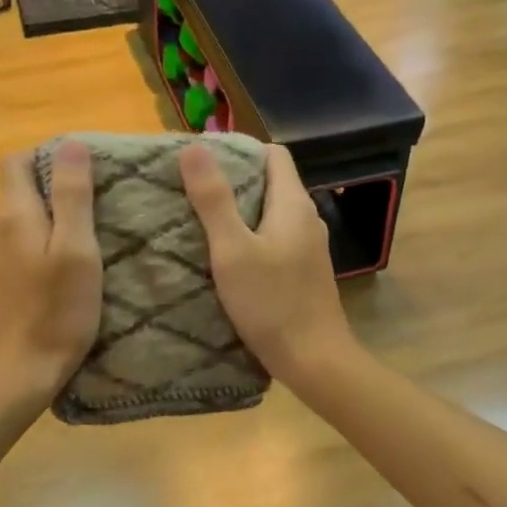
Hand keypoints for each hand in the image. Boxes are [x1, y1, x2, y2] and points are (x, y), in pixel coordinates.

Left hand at [0, 144, 102, 404]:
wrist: (13, 376)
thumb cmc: (54, 313)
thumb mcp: (77, 251)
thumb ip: (73, 196)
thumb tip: (71, 144)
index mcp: (13, 214)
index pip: (16, 161)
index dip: (47, 157)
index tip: (82, 172)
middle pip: (18, 193)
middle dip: (53, 192)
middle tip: (96, 211)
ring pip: (18, 225)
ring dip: (46, 226)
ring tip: (83, 246)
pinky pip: (14, 252)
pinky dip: (36, 252)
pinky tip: (59, 277)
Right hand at [178, 141, 354, 386]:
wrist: (314, 360)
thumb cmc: (272, 302)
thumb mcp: (233, 249)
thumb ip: (214, 199)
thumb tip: (194, 146)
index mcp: (293, 204)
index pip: (273, 154)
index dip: (240, 150)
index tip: (203, 161)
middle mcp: (307, 219)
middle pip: (271, 183)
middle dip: (233, 182)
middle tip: (192, 190)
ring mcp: (308, 248)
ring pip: (271, 215)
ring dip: (240, 213)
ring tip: (201, 221)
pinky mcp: (304, 273)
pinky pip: (275, 240)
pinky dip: (251, 239)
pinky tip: (226, 258)